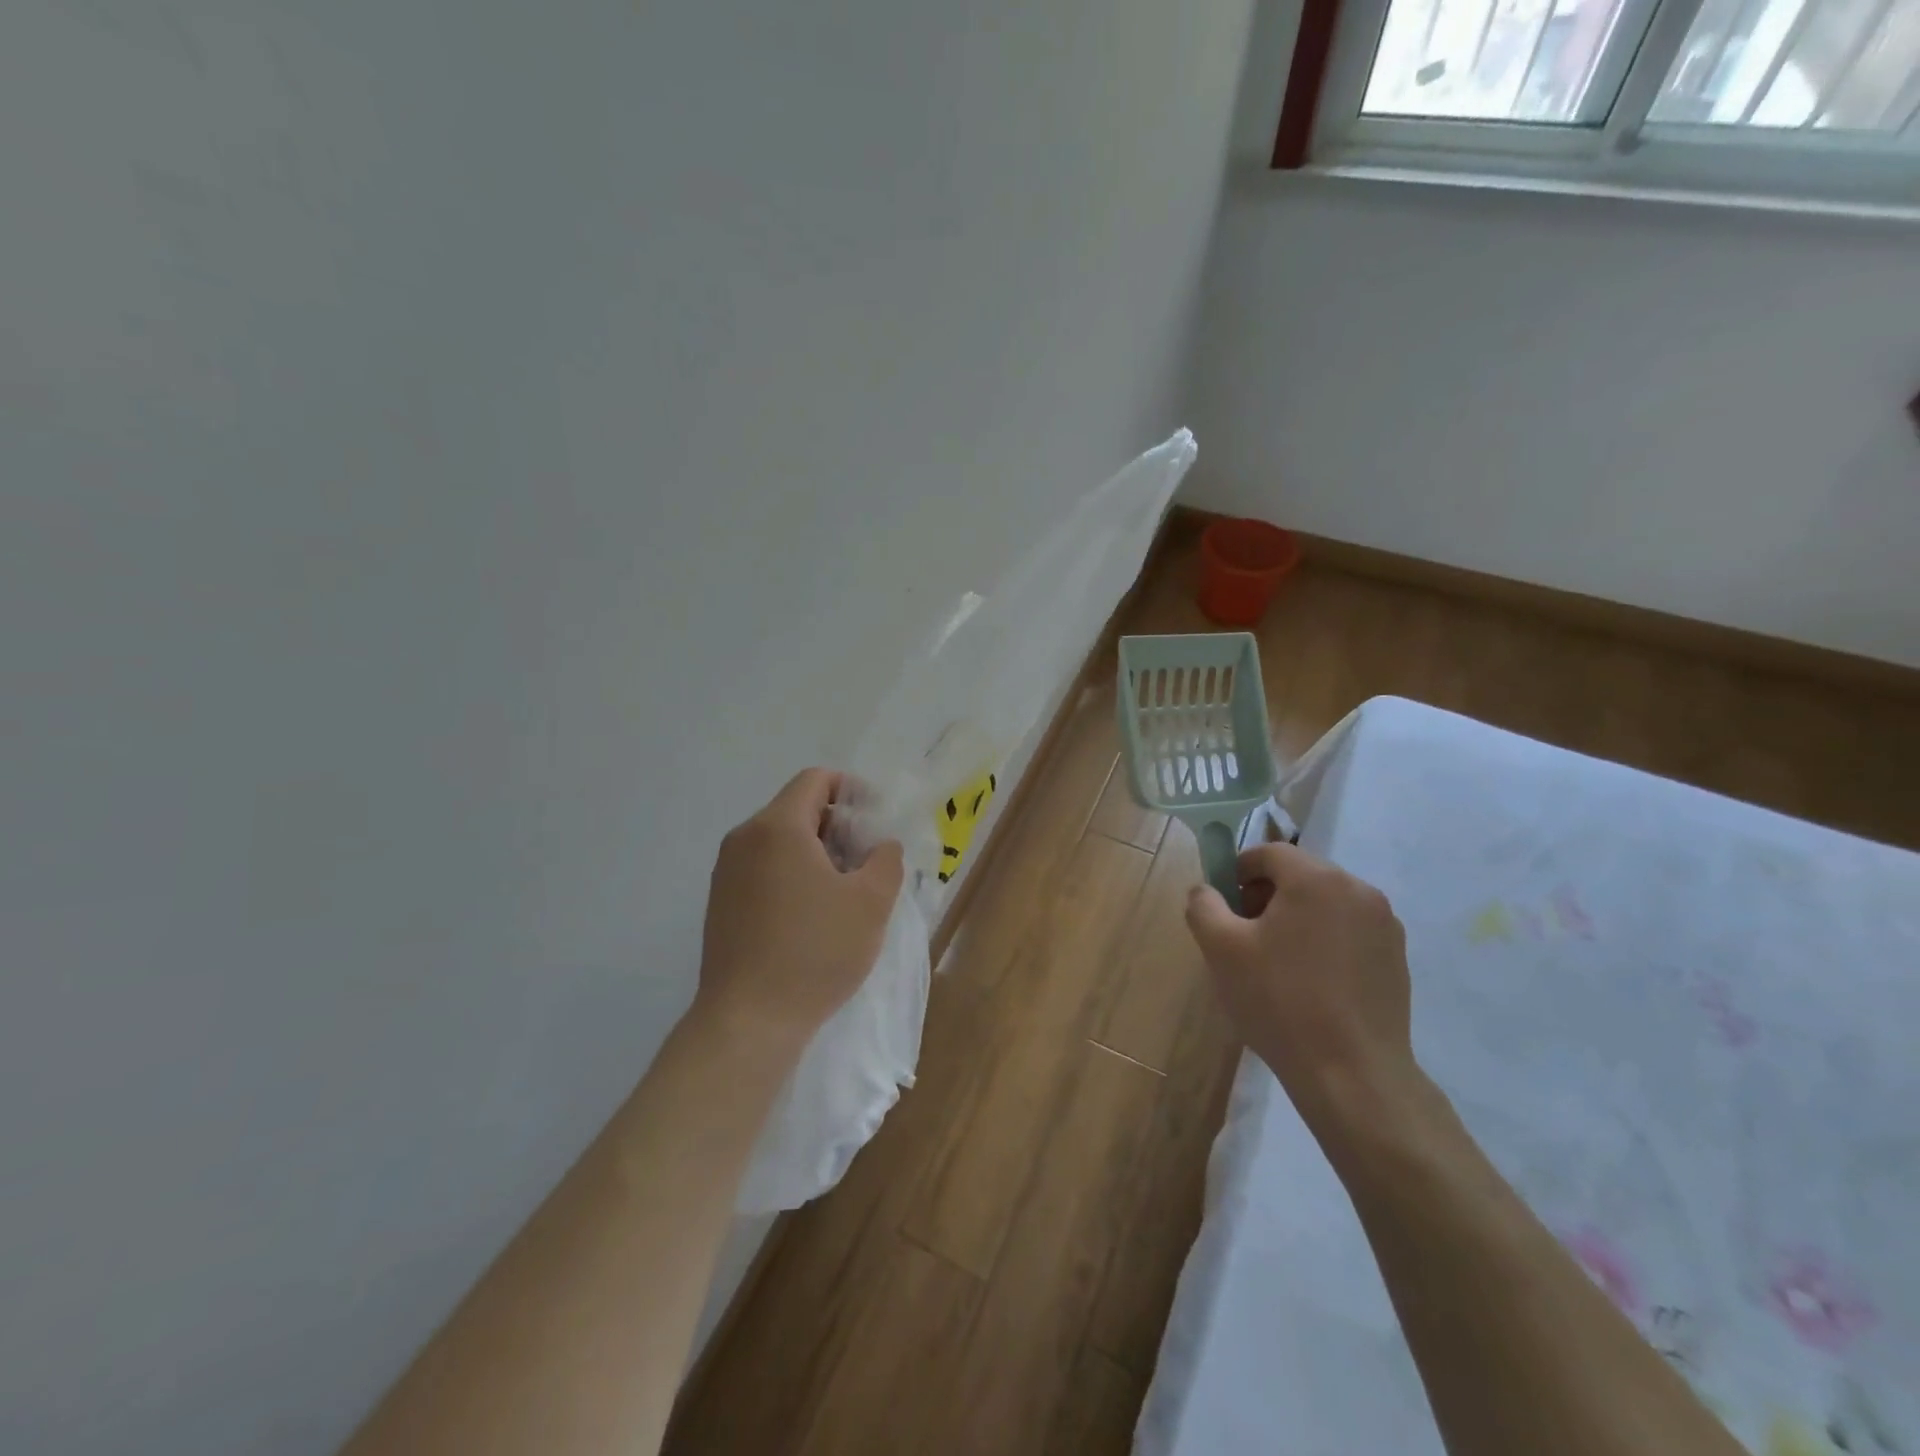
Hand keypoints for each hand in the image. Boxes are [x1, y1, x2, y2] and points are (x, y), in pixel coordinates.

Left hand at [695, 768, 904, 1054]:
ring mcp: (726, 872)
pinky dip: (791, 873)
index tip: (875, 821)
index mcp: (777, 827)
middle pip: (797, 809)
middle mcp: (743, 839)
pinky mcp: (720, 902)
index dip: (851, 790)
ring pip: (779, 840)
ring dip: (816, 852)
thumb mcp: (871, 902)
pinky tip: (812, 914)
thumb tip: (880, 846)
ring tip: (844, 891)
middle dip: (837, 826)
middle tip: (867, 860)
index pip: (815, 780)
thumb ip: (886, 859)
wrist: (748, 1021)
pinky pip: (762, 867)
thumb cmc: (815, 952)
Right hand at [1184, 841, 1417, 1132]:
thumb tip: (1206, 890)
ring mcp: (1385, 925)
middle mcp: (1358, 890)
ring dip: (1296, 917)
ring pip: (1326, 902)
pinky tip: (1310, 982)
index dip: (1239, 870)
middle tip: (1244, 934)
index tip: (1224, 905)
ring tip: (1276, 962)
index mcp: (1317, 879)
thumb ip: (1203, 905)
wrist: (1353, 1074)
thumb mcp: (1221, 948)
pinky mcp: (1397, 957)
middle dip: (1266, 895)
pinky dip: (1324, 940)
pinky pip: (1349, 930)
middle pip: (1300, 874)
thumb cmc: (1280, 1000)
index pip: (1270, 853)